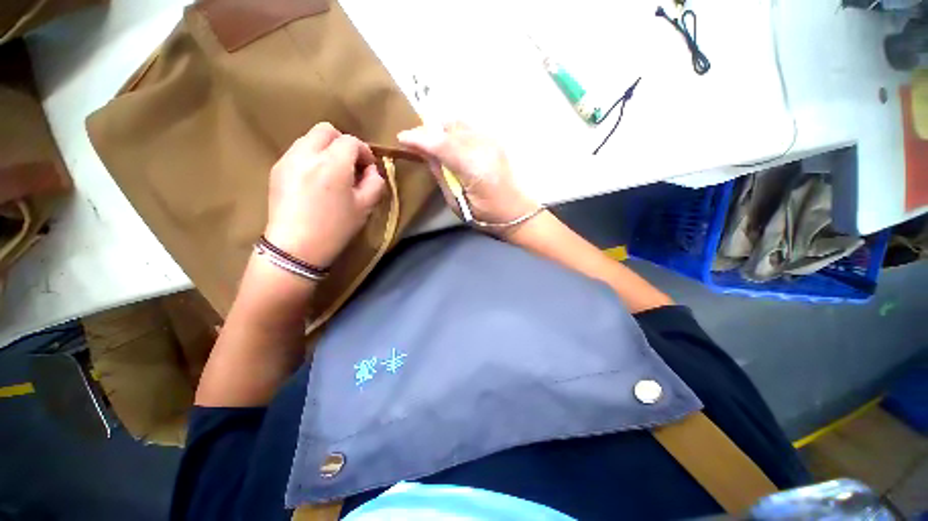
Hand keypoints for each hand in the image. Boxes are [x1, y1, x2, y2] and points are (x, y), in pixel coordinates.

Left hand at [264, 122, 385, 267]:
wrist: (296, 247)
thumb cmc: (335, 228)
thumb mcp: (365, 207)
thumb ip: (375, 183)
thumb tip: (372, 170)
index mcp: (333, 163)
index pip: (351, 141)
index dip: (364, 151)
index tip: (368, 167)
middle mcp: (307, 153)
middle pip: (326, 130)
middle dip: (342, 142)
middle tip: (350, 164)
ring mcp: (288, 159)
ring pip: (309, 138)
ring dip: (325, 149)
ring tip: (332, 172)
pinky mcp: (276, 169)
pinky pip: (297, 152)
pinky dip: (311, 157)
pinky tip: (315, 180)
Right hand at [397, 121, 537, 229]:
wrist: (517, 212)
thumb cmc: (486, 216)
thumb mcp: (458, 203)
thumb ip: (441, 176)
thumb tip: (426, 154)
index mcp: (475, 169)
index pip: (442, 144)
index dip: (420, 138)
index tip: (402, 137)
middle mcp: (485, 148)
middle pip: (450, 128)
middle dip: (429, 132)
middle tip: (417, 145)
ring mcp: (493, 142)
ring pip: (459, 124)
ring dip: (442, 131)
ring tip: (433, 144)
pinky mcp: (496, 141)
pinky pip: (469, 128)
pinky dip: (455, 132)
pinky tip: (452, 145)